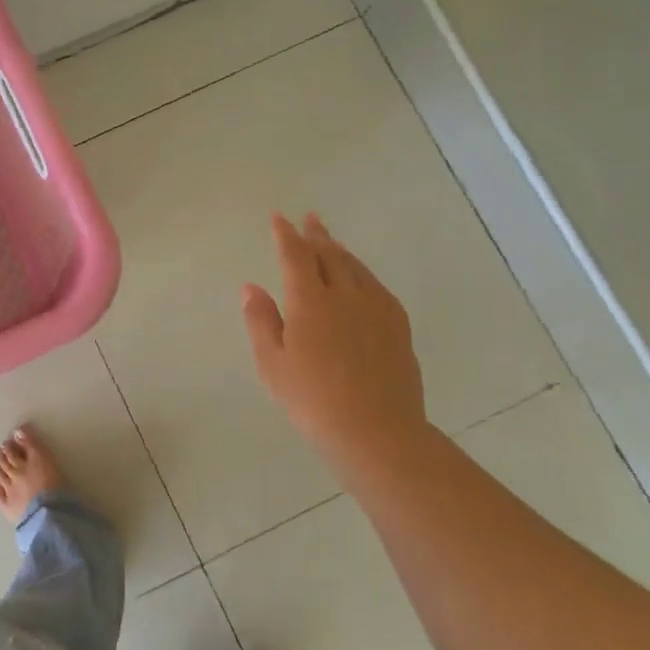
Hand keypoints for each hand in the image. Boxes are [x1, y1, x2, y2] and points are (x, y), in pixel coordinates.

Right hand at [242, 213, 426, 474]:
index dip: (285, 235)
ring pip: (356, 268)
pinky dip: (364, 273)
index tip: (279, 218)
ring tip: (332, 241)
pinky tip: (363, 279)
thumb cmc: (312, 400)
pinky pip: (378, 287)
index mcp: (310, 301)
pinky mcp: (398, 327)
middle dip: (316, 235)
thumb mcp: (272, 364)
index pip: (296, 256)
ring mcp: (376, 309)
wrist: (376, 431)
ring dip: (341, 250)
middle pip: (330, 255)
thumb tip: (251, 287)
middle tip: (310, 218)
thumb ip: (261, 321)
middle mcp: (345, 295)